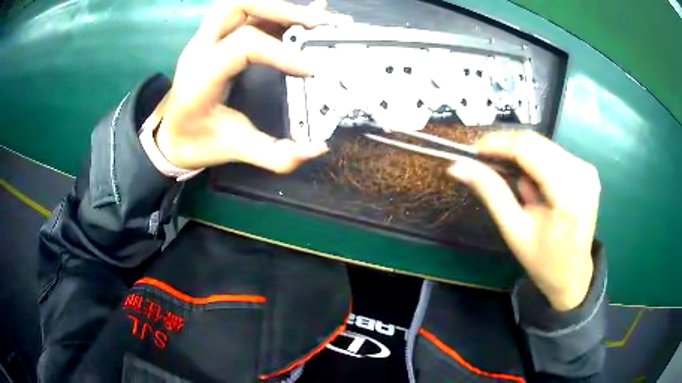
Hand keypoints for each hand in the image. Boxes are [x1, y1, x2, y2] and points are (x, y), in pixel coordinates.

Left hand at [155, 0, 349, 172]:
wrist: (170, 138)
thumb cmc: (196, 143)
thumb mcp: (234, 150)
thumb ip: (274, 154)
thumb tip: (316, 149)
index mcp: (201, 77)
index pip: (243, 45)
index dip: (281, 51)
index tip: (312, 69)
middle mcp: (200, 49)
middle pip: (237, 6)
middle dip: (281, 9)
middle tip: (317, 23)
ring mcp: (206, 40)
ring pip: (241, 4)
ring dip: (278, 7)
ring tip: (311, 20)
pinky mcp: (215, 39)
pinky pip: (245, 14)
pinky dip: (274, 13)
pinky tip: (298, 20)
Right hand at [448, 131, 600, 310]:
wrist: (572, 275)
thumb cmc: (543, 261)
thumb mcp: (514, 230)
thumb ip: (491, 193)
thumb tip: (458, 167)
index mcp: (568, 195)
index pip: (528, 150)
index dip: (498, 143)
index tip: (473, 149)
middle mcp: (582, 174)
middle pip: (536, 142)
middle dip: (507, 146)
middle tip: (483, 160)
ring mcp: (587, 170)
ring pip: (543, 144)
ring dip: (521, 155)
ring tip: (509, 178)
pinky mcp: (587, 170)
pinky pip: (553, 153)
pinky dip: (536, 161)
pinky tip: (531, 183)